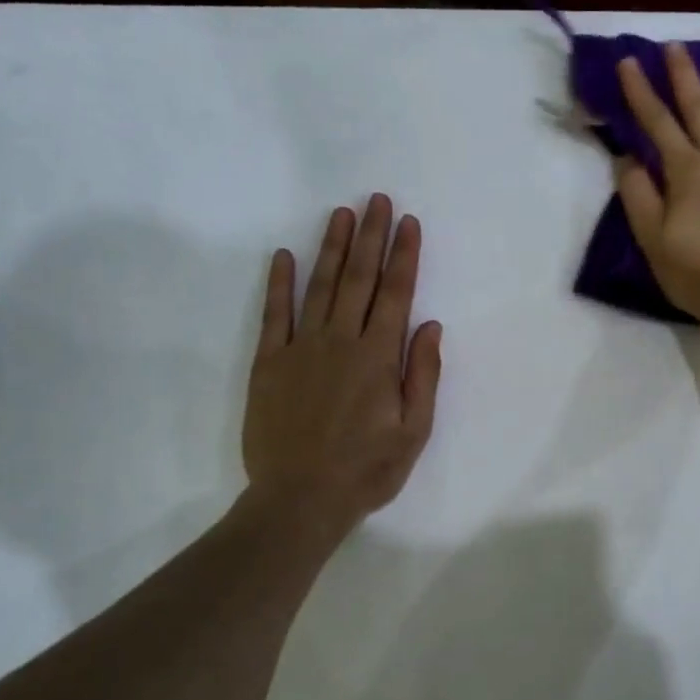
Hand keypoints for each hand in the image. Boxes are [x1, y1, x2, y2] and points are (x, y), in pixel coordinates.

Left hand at [244, 195, 441, 534]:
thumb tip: (430, 325)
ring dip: (333, 248)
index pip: (396, 294)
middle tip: (378, 200)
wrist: (300, 499)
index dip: (404, 256)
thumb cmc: (366, 470)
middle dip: (372, 237)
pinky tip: (284, 255)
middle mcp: (341, 341)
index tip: (409, 223)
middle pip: (360, 279)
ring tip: (342, 214)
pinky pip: (274, 314)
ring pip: (321, 286)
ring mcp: (301, 348)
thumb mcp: (414, 431)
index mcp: (378, 358)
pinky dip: (279, 283)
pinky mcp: (269, 363)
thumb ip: (423, 375)